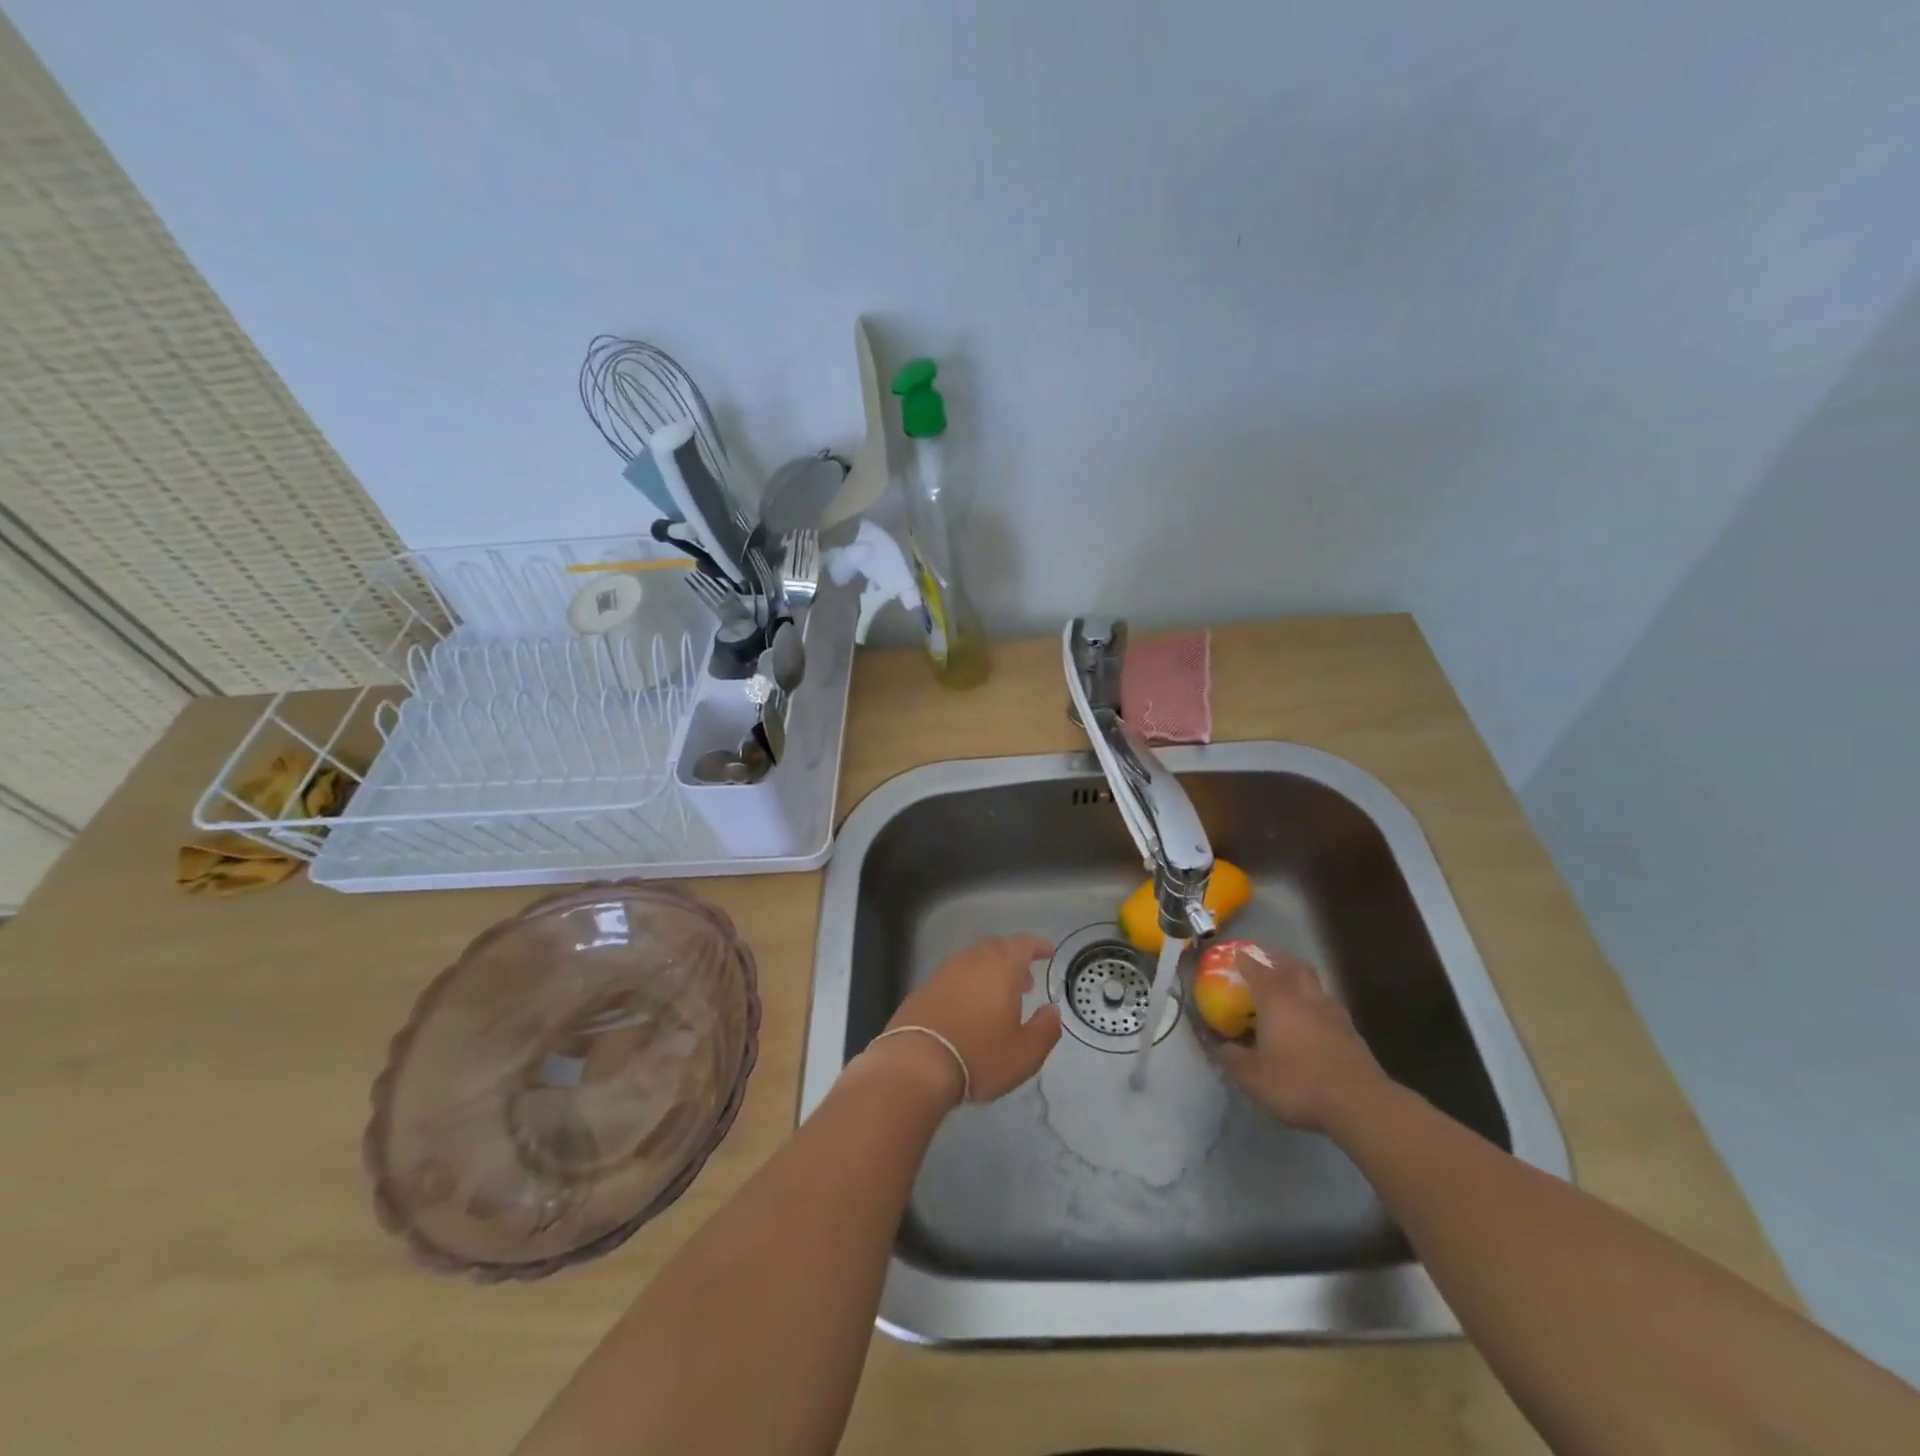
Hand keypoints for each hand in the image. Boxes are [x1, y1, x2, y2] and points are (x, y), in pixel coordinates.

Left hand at [872, 934, 1060, 1104]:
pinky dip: (968, 984)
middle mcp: (972, 959)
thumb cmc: (979, 1055)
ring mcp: (944, 971)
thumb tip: (1052, 1011)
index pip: (1023, 943)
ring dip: (990, 971)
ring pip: (974, 960)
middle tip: (1025, 981)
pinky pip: (954, 976)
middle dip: (1014, 959)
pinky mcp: (924, 987)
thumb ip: (1046, 1029)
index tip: (1048, 952)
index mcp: (1001, 966)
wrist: (917, 1063)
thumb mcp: (1025, 1053)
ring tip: (998, 999)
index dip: (1038, 945)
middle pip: (997, 947)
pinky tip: (968, 1009)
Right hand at [1215, 948, 1385, 1132]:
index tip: (1237, 956)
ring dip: (1302, 981)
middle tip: (1267, 964)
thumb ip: (1233, 1059)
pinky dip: (1318, 1007)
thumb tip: (1223, 1047)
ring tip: (1292, 992)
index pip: (1256, 970)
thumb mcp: (1252, 1077)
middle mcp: (1304, 998)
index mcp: (1275, 1001)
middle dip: (1278, 961)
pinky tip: (1314, 1023)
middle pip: (1293, 966)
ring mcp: (1333, 1013)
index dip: (1245, 961)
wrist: (1359, 1103)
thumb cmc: (1297, 1083)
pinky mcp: (1353, 1033)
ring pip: (1316, 984)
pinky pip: (1330, 1007)